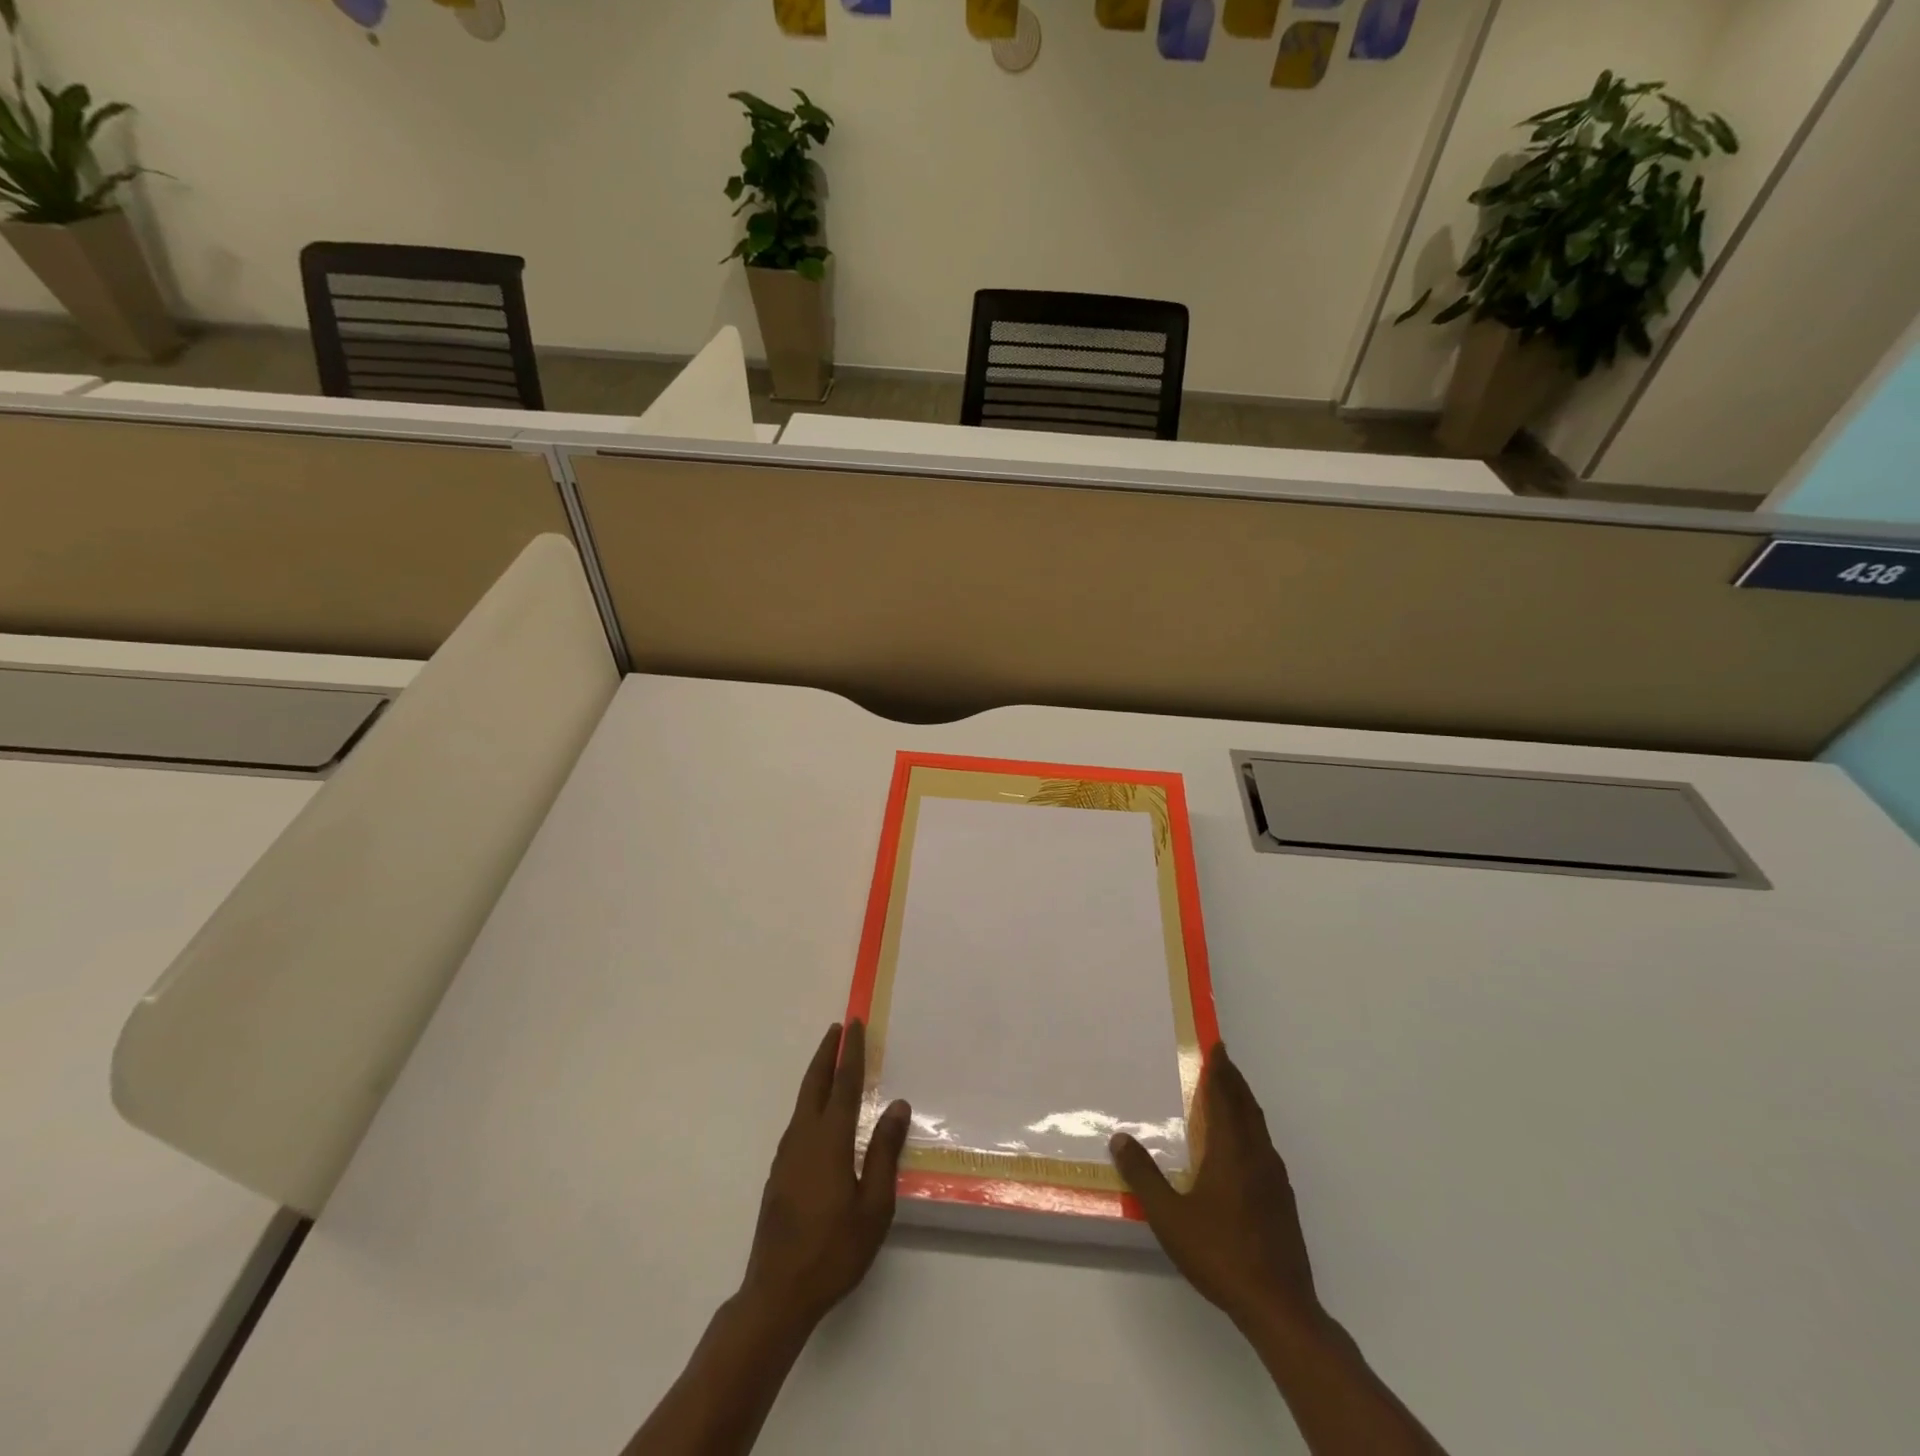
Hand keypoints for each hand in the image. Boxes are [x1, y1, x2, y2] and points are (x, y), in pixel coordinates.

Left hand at [739, 1020, 910, 1331]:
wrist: (777, 1294)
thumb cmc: (834, 1251)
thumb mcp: (874, 1206)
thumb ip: (885, 1152)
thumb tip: (897, 1106)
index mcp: (829, 1142)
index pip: (844, 1085)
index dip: (851, 1053)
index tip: (855, 1025)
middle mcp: (804, 1139)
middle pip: (815, 1085)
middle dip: (826, 1054)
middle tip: (837, 1030)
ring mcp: (786, 1157)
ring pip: (802, 1103)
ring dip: (817, 1076)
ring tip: (830, 1063)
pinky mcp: (779, 1174)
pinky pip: (798, 1122)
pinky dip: (811, 1102)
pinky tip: (818, 1115)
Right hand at [1110, 1044, 1321, 1336]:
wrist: (1279, 1307)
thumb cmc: (1220, 1253)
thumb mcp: (1170, 1216)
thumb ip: (1144, 1176)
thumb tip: (1120, 1138)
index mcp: (1232, 1151)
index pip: (1225, 1097)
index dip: (1220, 1070)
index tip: (1216, 1046)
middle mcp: (1258, 1156)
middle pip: (1247, 1107)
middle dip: (1234, 1081)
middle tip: (1221, 1061)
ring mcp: (1275, 1180)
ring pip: (1259, 1128)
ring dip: (1244, 1105)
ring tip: (1229, 1097)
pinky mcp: (1283, 1202)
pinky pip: (1264, 1148)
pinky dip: (1251, 1131)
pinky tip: (1242, 1150)